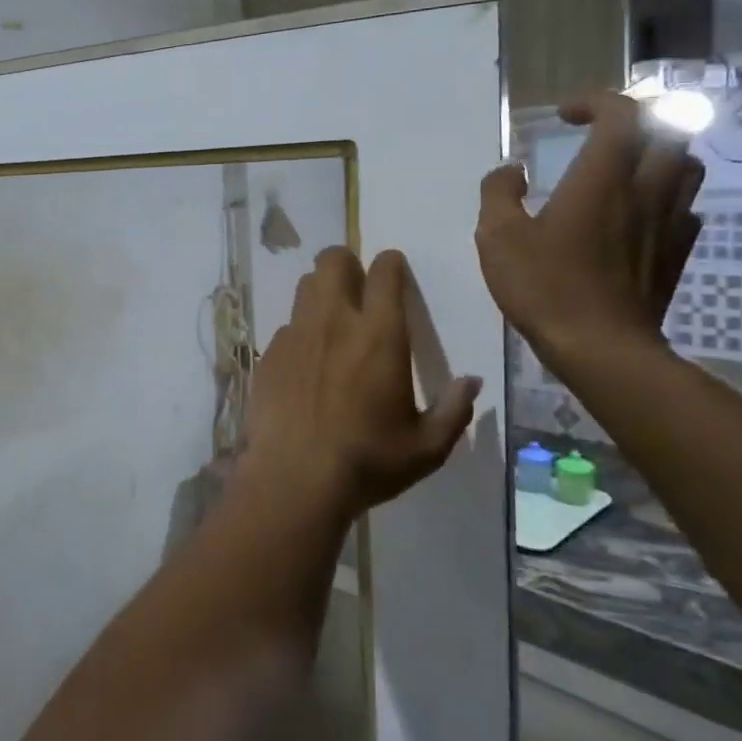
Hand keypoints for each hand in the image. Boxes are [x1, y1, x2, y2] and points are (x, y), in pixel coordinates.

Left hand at [243, 248, 480, 518]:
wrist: (294, 479)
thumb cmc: (368, 462)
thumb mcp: (427, 447)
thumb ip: (453, 410)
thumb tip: (471, 382)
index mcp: (379, 334)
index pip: (385, 272)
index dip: (391, 264)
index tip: (394, 273)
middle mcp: (334, 321)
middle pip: (333, 260)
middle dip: (347, 264)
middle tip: (358, 289)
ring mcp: (296, 335)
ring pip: (305, 286)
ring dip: (320, 292)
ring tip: (331, 322)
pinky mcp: (269, 354)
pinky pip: (286, 326)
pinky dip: (299, 333)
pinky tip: (305, 364)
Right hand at [476, 90, 704, 373]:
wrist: (601, 348)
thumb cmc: (544, 287)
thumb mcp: (497, 237)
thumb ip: (498, 193)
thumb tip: (511, 171)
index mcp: (602, 178)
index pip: (623, 113)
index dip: (597, 101)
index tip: (565, 116)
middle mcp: (645, 190)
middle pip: (671, 130)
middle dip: (639, 120)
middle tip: (604, 133)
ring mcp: (669, 223)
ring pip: (687, 166)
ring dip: (660, 154)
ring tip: (626, 168)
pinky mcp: (677, 254)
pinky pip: (685, 209)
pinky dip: (666, 198)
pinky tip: (639, 216)